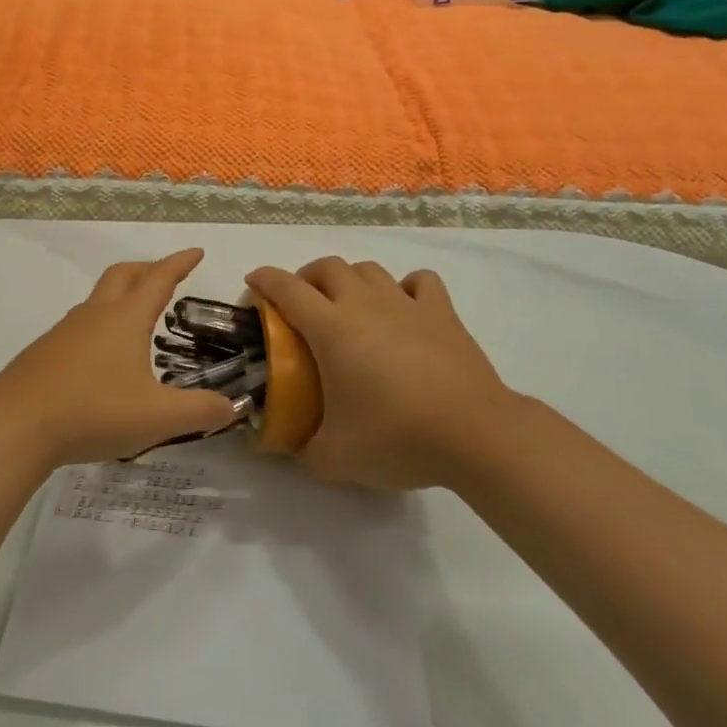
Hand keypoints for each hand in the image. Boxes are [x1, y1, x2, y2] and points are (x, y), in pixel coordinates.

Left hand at [0, 249, 242, 468]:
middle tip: (166, 278)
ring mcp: (65, 332)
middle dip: (148, 270)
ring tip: (137, 320)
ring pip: (98, 299)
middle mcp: (95, 315)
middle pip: (123, 275)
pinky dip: (100, 325)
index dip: (180, 263)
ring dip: (121, 297)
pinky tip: (102, 358)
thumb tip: (231, 408)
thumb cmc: (93, 411)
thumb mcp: (158, 417)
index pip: (159, 279)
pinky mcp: (45, 353)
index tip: (196, 252)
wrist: (15, 424)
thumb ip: (199, 411)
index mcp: (125, 318)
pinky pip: (80, 325)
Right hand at [245, 257, 519, 490]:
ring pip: (369, 269)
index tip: (253, 284)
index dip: (264, 281)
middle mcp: (364, 305)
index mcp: (331, 329)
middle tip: (301, 304)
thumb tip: (283, 449)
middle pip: (328, 267)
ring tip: (348, 306)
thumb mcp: (335, 459)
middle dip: (306, 277)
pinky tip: (403, 308)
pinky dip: (405, 287)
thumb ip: (302, 452)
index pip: (287, 289)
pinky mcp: (442, 313)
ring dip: (350, 279)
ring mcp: (406, 304)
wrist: (474, 434)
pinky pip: (419, 282)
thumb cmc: (396, 437)